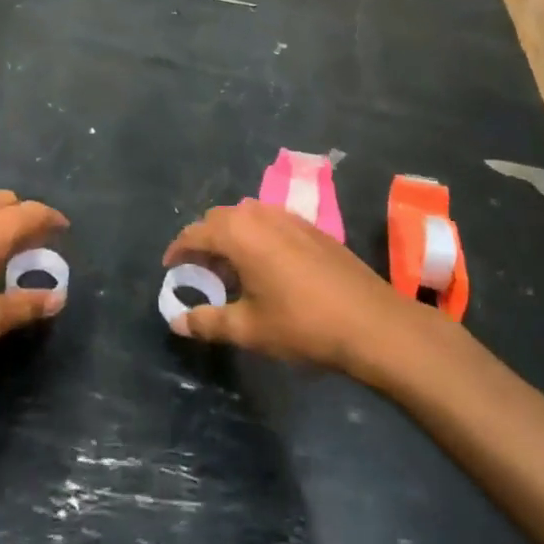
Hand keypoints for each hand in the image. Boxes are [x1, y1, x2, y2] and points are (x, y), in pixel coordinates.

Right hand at [163, 199, 419, 374]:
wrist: (372, 323)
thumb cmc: (302, 325)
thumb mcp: (248, 329)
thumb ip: (207, 322)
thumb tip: (177, 322)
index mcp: (239, 233)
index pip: (195, 232)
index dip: (178, 250)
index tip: (170, 268)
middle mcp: (261, 215)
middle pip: (220, 219)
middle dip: (204, 241)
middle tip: (199, 271)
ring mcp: (290, 217)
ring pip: (247, 217)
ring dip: (231, 237)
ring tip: (231, 270)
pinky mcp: (313, 228)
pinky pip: (271, 222)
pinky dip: (256, 237)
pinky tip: (266, 267)